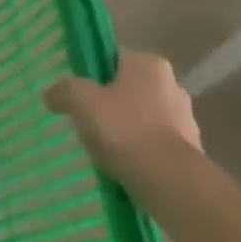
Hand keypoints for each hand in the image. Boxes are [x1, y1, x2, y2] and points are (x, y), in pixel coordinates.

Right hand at [44, 51, 201, 176]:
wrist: (170, 182)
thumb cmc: (125, 129)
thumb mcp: (82, 102)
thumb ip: (64, 90)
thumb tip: (50, 93)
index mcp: (148, 64)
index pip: (113, 59)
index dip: (92, 75)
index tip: (79, 95)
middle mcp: (172, 85)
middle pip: (128, 89)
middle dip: (110, 104)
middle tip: (88, 122)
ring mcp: (185, 119)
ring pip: (143, 118)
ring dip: (126, 130)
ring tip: (104, 149)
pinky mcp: (190, 151)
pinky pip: (155, 145)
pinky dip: (140, 152)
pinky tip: (124, 166)